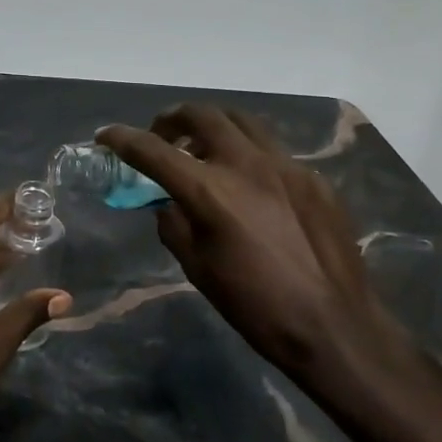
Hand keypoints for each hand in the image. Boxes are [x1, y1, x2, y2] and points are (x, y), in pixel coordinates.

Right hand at [98, 106, 414, 392]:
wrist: (335, 326)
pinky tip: (251, 185)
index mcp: (210, 191)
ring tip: (205, 150)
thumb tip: (168, 203)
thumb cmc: (256, 307)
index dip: (123, 139)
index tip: (106, 135)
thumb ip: (174, 225)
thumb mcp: (198, 269)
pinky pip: (273, 150)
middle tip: (163, 136)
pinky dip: (248, 153)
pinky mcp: (313, 177)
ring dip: (213, 126)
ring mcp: (285, 165)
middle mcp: (246, 164)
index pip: (154, 150)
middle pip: (202, 115)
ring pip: (242, 121)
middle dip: (172, 119)